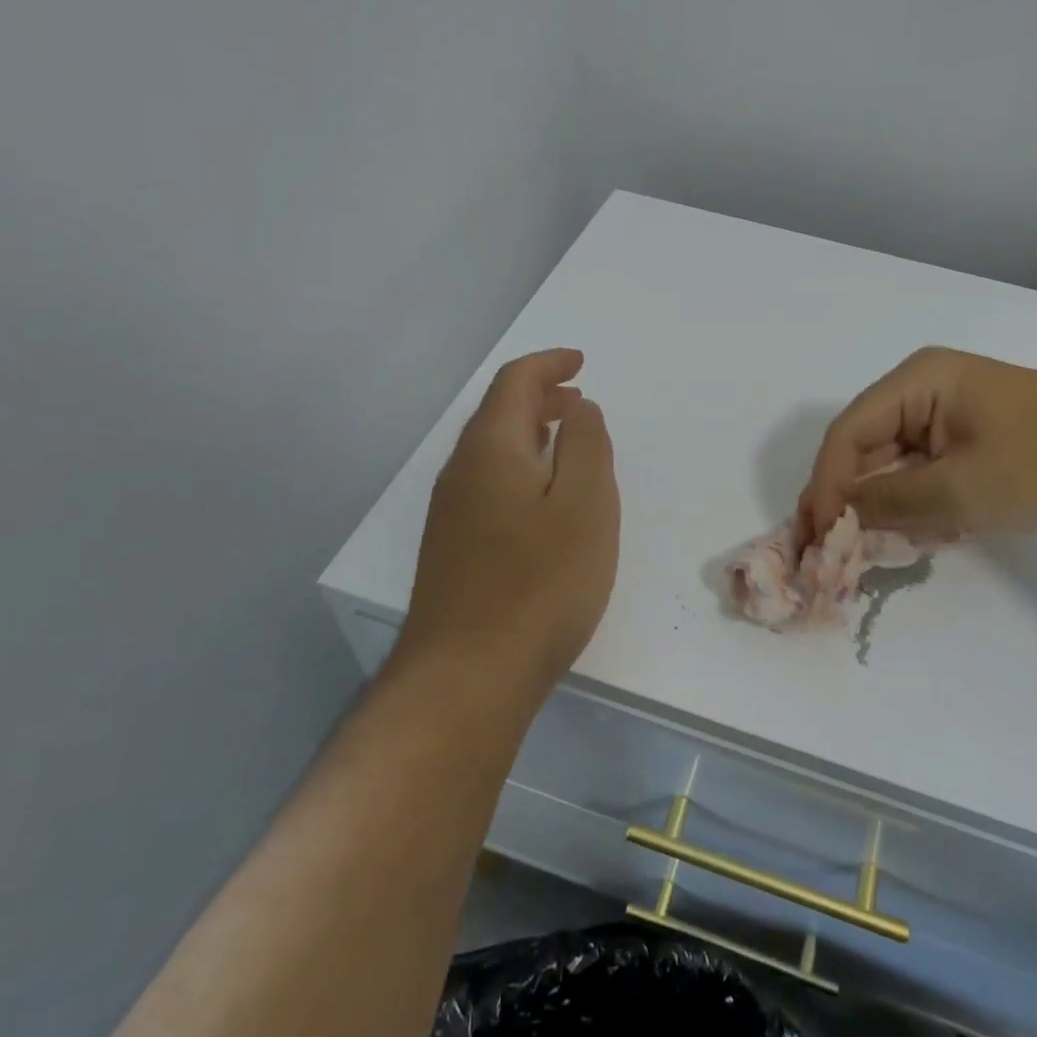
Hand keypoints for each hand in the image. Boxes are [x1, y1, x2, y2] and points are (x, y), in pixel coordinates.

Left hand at [400, 349, 619, 693]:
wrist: (467, 675)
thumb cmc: (540, 582)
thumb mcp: (585, 504)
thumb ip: (587, 445)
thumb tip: (577, 408)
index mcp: (491, 448)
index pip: (514, 383)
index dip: (548, 364)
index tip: (580, 362)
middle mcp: (461, 471)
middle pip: (498, 414)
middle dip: (540, 398)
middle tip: (579, 400)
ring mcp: (450, 513)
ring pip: (492, 452)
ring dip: (530, 434)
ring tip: (568, 442)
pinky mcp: (452, 549)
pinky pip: (488, 485)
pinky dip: (520, 469)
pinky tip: (543, 500)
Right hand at [798, 347, 1036, 540]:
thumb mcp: (959, 490)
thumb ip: (888, 504)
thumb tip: (834, 518)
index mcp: (916, 381)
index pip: (848, 433)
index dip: (825, 484)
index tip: (818, 537)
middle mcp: (922, 390)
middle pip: (864, 447)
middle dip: (849, 499)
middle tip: (829, 551)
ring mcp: (946, 413)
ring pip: (891, 463)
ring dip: (881, 506)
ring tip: (871, 548)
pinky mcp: (967, 438)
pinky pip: (920, 470)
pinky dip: (913, 504)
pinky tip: (917, 534)